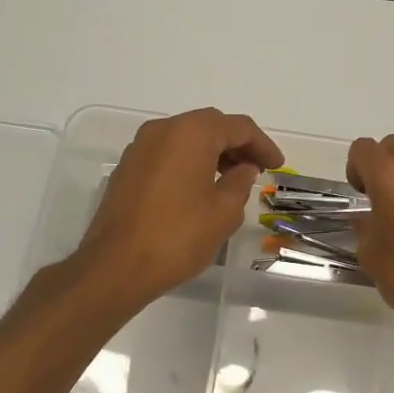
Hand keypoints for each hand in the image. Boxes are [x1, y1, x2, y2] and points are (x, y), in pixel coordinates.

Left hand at [76, 108, 284, 310]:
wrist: (116, 266)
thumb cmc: (178, 236)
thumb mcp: (224, 212)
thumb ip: (240, 182)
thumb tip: (243, 168)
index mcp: (190, 133)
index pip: (238, 127)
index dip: (263, 145)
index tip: (277, 165)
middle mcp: (162, 130)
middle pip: (209, 126)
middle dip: (237, 145)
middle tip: (258, 169)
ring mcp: (140, 148)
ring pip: (186, 139)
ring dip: (212, 153)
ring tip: (232, 179)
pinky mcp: (127, 169)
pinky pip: (167, 154)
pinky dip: (189, 162)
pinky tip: (200, 188)